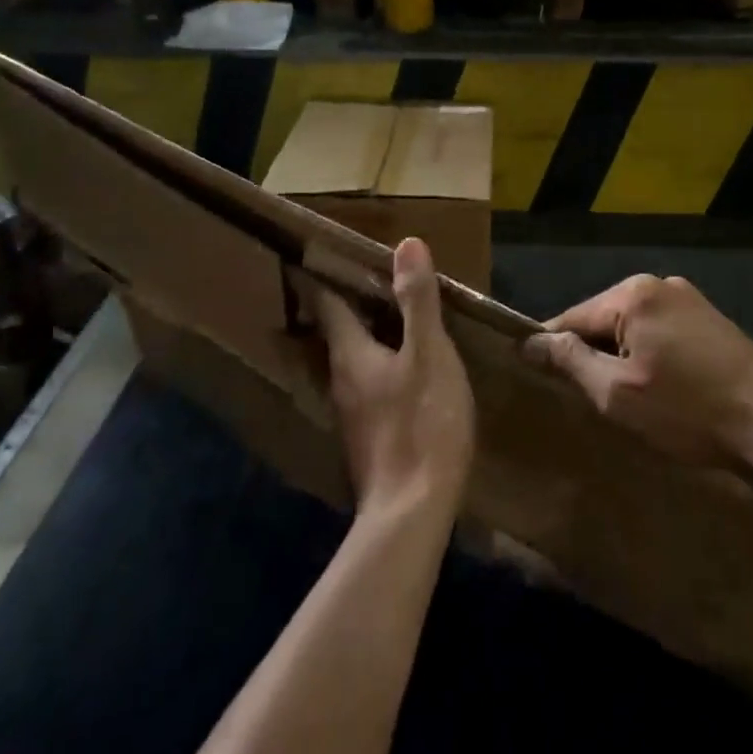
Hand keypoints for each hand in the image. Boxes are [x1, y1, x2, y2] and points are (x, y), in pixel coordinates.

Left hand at [313, 238, 475, 516]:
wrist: (413, 510)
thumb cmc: (422, 424)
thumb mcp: (429, 354)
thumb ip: (417, 301)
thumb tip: (406, 243)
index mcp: (350, 354)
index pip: (328, 304)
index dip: (326, 276)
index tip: (323, 253)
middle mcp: (340, 380)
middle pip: (337, 332)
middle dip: (348, 304)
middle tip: (369, 277)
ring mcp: (352, 413)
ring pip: (353, 360)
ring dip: (365, 336)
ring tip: (389, 317)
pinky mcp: (368, 437)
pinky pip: (368, 385)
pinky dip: (380, 365)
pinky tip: (402, 370)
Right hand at [524, 274, 752, 467]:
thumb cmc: (688, 412)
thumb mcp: (617, 393)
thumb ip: (569, 361)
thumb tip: (529, 341)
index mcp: (633, 294)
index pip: (571, 317)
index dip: (553, 349)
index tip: (544, 381)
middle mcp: (659, 283)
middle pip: (602, 318)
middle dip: (592, 354)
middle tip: (595, 399)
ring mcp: (689, 298)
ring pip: (631, 325)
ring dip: (621, 356)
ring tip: (629, 397)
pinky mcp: (710, 318)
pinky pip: (659, 330)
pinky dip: (649, 353)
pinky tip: (661, 386)